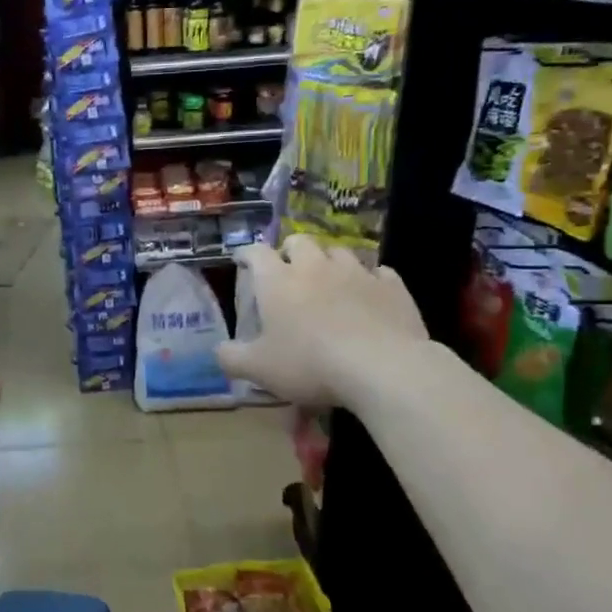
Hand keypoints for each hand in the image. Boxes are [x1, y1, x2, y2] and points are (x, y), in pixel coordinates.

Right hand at [216, 235, 429, 408]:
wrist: (382, 366)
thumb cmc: (309, 363)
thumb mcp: (259, 369)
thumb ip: (232, 358)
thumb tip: (218, 351)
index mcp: (278, 281)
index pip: (256, 252)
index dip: (247, 254)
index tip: (243, 261)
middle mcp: (315, 267)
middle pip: (300, 241)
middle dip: (291, 251)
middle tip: (288, 269)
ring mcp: (357, 273)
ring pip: (339, 252)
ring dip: (330, 262)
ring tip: (328, 280)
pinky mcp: (392, 286)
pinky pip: (379, 273)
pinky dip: (370, 280)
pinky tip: (368, 295)